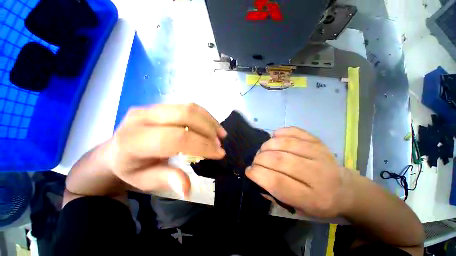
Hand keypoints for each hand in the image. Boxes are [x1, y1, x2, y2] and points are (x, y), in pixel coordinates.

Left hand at [101, 103, 226, 196]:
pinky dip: (204, 116)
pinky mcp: (161, 105)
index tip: (219, 154)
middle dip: (208, 130)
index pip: (176, 138)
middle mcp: (142, 117)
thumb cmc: (131, 168)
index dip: (202, 145)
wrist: (116, 150)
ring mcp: (152, 108)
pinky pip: (188, 106)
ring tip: (220, 134)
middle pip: (185, 116)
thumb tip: (188, 188)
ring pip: (189, 108)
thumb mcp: (145, 181)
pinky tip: (212, 125)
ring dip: (209, 121)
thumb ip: (167, 180)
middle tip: (219, 144)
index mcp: (134, 140)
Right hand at [246, 127, 353, 217]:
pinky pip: (294, 132)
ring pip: (285, 144)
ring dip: (267, 146)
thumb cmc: (318, 202)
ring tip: (263, 150)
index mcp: (313, 198)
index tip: (249, 171)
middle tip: (256, 160)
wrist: (344, 189)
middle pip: (280, 160)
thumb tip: (256, 175)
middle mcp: (318, 174)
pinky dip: (280, 133)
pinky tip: (275, 138)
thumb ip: (274, 194)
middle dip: (260, 159)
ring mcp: (319, 154)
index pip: (278, 182)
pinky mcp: (317, 141)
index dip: (258, 174)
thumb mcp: (298, 208)